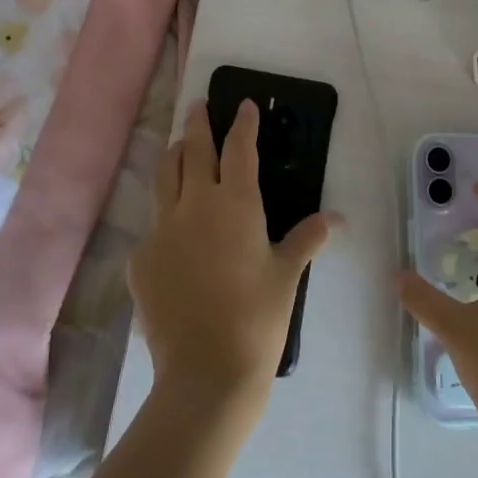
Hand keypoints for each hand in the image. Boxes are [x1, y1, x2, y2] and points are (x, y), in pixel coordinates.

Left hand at [130, 100, 338, 415]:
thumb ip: (308, 239)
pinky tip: (173, 231)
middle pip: (193, 150)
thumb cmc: (257, 318)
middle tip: (199, 106)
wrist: (205, 373)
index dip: (242, 123)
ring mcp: (161, 230)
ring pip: (163, 176)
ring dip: (174, 156)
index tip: (244, 105)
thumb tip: (336, 219)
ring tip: (180, 147)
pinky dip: (165, 215)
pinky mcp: (140, 259)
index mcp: (235, 203)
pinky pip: (153, 224)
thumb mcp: (288, 275)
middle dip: (198, 123)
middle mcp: (194, 205)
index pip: (238, 148)